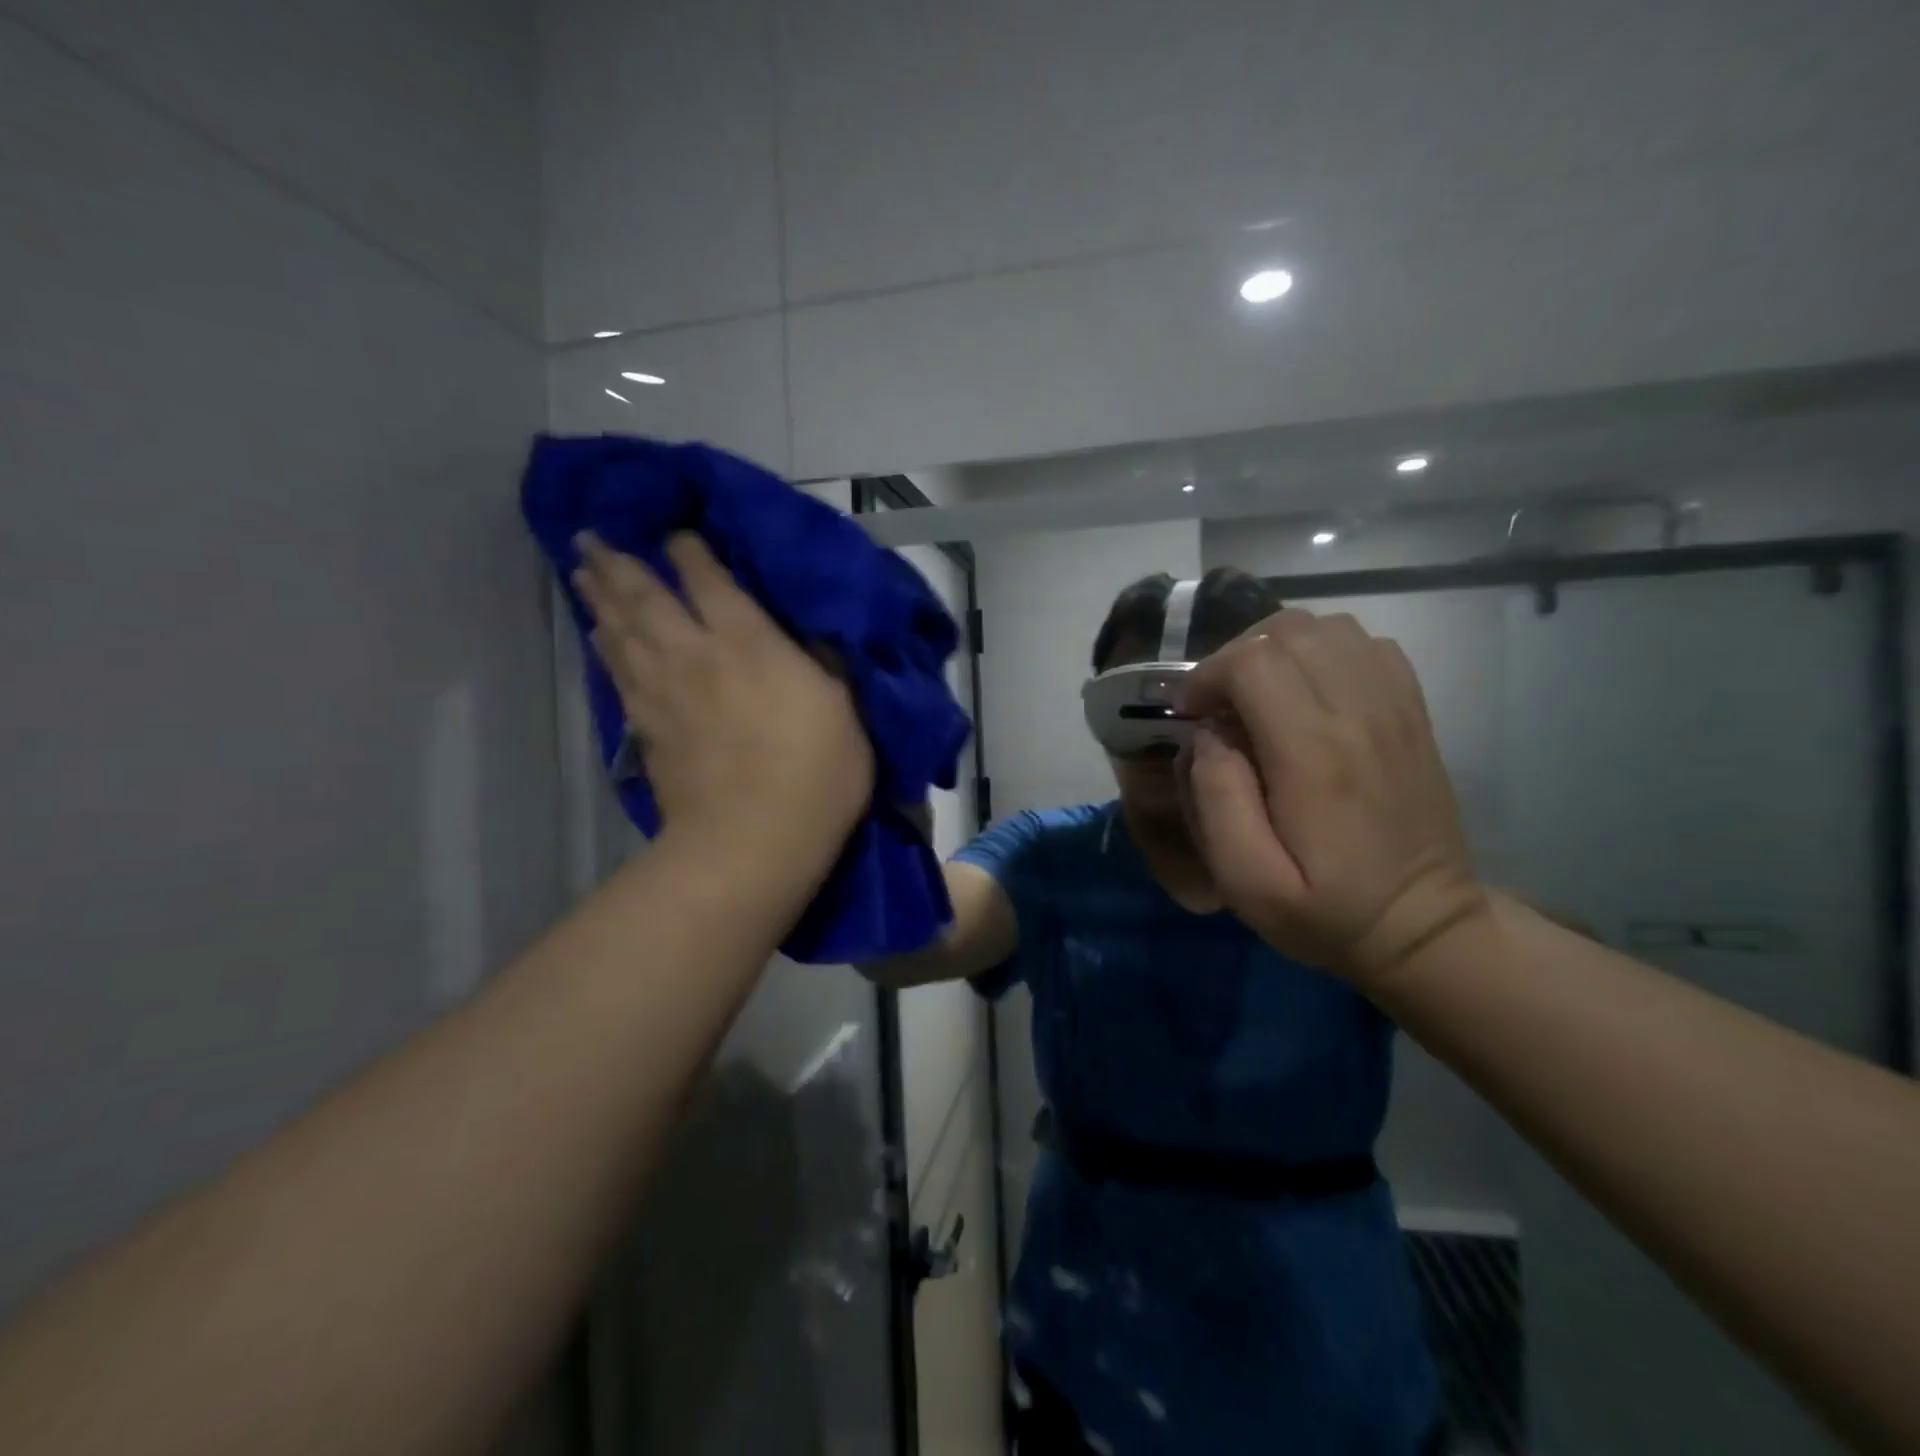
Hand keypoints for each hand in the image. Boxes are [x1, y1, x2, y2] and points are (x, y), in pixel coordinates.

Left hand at [572, 532, 874, 878]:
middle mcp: (695, 654)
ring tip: (583, 573)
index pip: (708, 579)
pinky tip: (598, 638)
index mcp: (747, 641)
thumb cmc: (815, 773)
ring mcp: (663, 693)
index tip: (676, 534)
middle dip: (619, 563)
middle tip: (590, 538)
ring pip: (621, 632)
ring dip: (600, 599)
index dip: (689, 551)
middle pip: (646, 597)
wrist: (752, 841)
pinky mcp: (646, 730)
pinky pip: (618, 675)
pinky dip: (604, 650)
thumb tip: (803, 637)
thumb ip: (821, 663)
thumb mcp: (843, 708)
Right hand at [1175, 610, 1488, 991]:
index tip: (1190, 711)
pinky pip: (1366, 644)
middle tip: (1218, 702)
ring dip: (1278, 648)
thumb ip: (1215, 799)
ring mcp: (1394, 708)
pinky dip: (1324, 651)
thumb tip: (1208, 736)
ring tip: (1257, 693)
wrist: (1422, 926)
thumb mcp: (1245, 880)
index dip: (1207, 674)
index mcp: (1313, 754)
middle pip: (1289, 632)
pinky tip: (1306, 691)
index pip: (1253, 662)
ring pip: (1328, 627)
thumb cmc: (1324, 910)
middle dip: (1236, 655)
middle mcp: (1359, 714)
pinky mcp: (1412, 712)